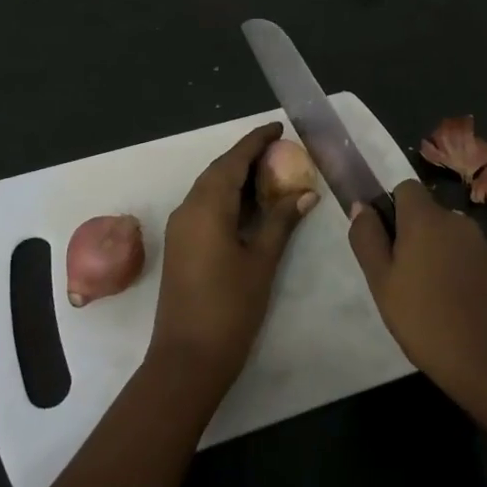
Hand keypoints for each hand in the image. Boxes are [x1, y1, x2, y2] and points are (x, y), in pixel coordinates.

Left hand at [151, 122, 316, 390]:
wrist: (186, 359)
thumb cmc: (229, 308)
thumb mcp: (262, 261)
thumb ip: (281, 222)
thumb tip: (305, 193)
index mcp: (207, 206)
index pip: (233, 161)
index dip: (255, 141)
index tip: (278, 127)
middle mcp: (188, 209)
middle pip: (218, 171)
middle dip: (246, 157)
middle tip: (279, 150)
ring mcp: (181, 228)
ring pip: (209, 188)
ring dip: (236, 177)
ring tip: (270, 174)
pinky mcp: (180, 245)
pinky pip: (204, 206)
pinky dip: (227, 197)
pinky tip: (249, 206)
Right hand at [348, 180, 486, 450]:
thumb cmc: (428, 323)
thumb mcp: (382, 284)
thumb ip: (368, 240)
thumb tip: (361, 206)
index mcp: (426, 219)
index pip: (406, 188)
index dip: (393, 210)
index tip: (387, 245)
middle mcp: (459, 222)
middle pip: (430, 216)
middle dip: (415, 238)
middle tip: (404, 281)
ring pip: (452, 241)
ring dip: (440, 258)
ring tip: (432, 303)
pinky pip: (474, 262)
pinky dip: (464, 277)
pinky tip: (461, 313)